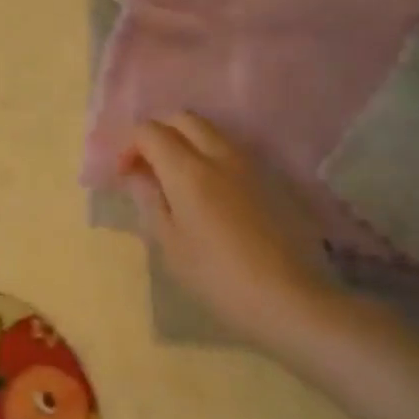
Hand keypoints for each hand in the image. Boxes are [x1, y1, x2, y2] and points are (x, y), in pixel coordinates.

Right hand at [119, 113, 334, 351]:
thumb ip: (151, 201)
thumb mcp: (171, 246)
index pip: (149, 131)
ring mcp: (249, 163)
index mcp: (187, 170)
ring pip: (209, 130)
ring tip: (179, 177)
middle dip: (159, 133)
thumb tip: (140, 176)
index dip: (129, 145)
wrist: (293, 300)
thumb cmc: (220, 278)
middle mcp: (218, 154)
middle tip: (149, 166)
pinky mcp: (271, 178)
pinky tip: (211, 191)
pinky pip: (231, 150)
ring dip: (186, 141)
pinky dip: (211, 155)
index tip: (125, 174)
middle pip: (181, 118)